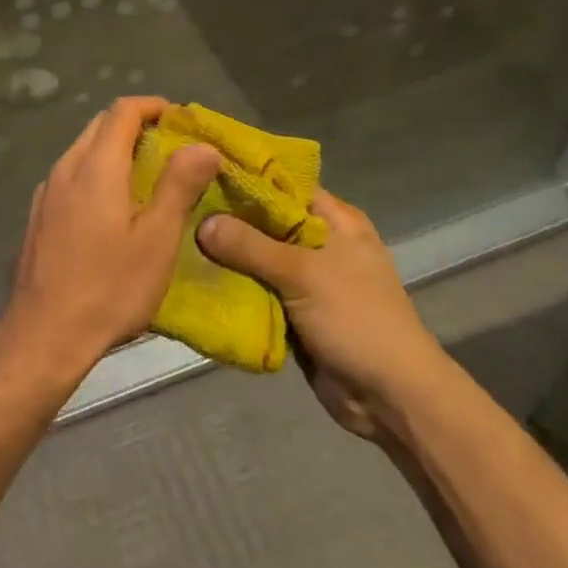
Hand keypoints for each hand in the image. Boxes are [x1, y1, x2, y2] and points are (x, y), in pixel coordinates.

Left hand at [0, 97, 219, 386]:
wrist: (45, 332)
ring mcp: (47, 191)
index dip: (153, 106)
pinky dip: (96, 173)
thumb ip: (179, 185)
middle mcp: (66, 168)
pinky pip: (71, 176)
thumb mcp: (157, 239)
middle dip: (135, 126)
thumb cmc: (110, 287)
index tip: (180, 120)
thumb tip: (202, 144)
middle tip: (171, 148)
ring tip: (147, 177)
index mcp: (96, 166)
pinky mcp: (38, 215)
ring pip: (82, 151)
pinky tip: (112, 207)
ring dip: (114, 150)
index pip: (122, 110)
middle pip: (100, 126)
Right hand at [198, 192, 450, 437]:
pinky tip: (193, 274)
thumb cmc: (357, 320)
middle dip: (226, 216)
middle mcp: (319, 241)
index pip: (282, 183)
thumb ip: (250, 245)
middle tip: (179, 205)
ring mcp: (306, 277)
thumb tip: (201, 222)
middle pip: (264, 219)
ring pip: (256, 255)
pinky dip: (231, 283)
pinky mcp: (293, 308)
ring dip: (224, 253)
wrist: (390, 398)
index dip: (243, 175)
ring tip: (176, 236)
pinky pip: (255, 287)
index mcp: (334, 220)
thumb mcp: (303, 274)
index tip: (198, 169)